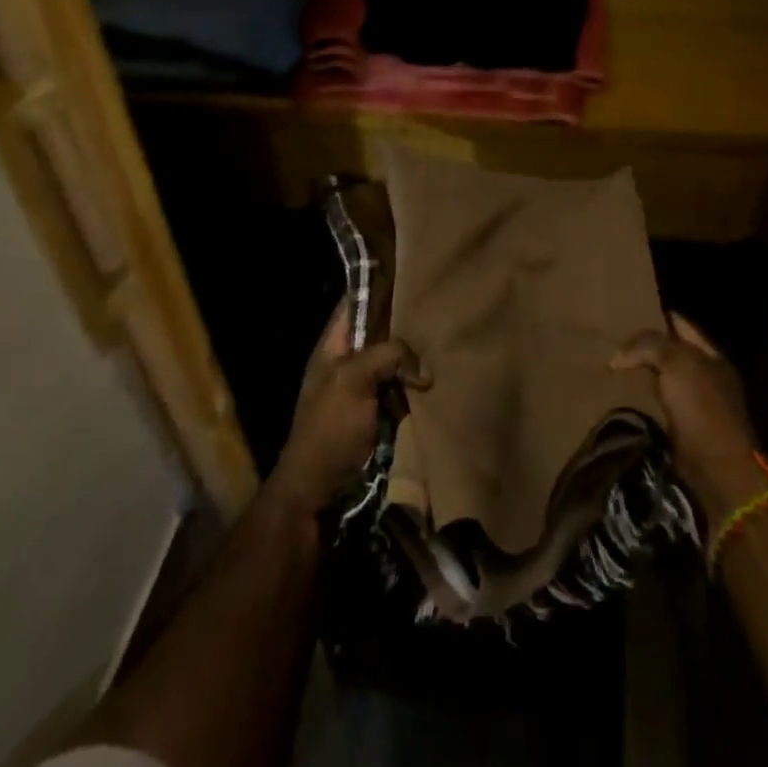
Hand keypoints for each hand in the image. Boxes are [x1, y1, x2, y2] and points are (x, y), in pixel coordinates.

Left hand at [269, 304, 428, 518]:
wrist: (319, 493)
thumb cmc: (328, 429)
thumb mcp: (353, 379)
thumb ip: (387, 355)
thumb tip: (424, 369)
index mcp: (332, 348)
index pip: (354, 305)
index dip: (375, 287)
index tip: (408, 273)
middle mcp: (349, 363)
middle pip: (380, 333)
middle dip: (406, 325)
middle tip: (440, 311)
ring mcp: (365, 391)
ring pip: (395, 363)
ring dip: (415, 360)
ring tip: (448, 341)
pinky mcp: (381, 416)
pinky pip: (403, 392)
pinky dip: (418, 388)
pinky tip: (441, 379)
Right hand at [611, 313, 764, 519]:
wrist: (718, 469)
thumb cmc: (702, 407)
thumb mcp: (677, 363)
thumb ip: (648, 346)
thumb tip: (618, 356)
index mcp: (712, 355)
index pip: (680, 324)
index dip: (656, 316)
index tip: (625, 312)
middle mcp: (706, 375)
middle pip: (671, 351)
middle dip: (645, 346)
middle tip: (612, 339)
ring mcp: (696, 403)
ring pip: (663, 377)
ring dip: (641, 373)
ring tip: (611, 365)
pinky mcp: (684, 428)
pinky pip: (658, 403)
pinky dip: (642, 398)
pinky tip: (622, 395)